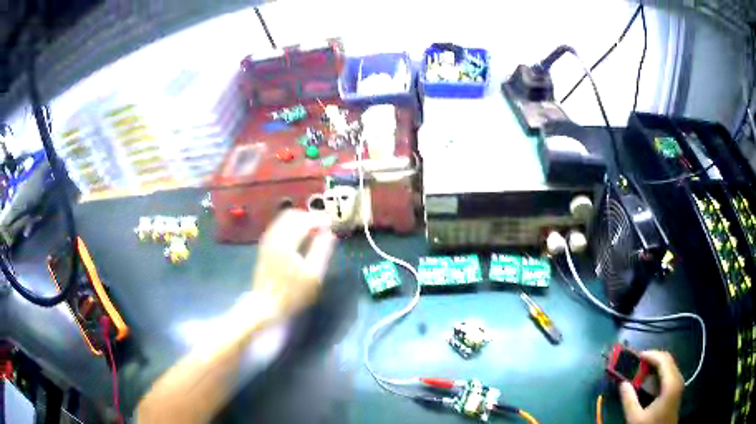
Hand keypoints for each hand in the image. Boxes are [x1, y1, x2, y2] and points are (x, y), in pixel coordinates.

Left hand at [252, 209, 335, 317]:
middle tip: (324, 225)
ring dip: (300, 221)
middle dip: (309, 217)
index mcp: (286, 242)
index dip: (319, 219)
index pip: (304, 220)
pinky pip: (279, 227)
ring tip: (314, 230)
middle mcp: (274, 236)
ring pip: (283, 220)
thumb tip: (330, 233)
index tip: (332, 223)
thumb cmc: (292, 293)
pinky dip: (291, 226)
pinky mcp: (265, 247)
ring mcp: (267, 241)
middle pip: (292, 215)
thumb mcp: (313, 275)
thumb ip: (322, 250)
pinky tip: (300, 237)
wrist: (265, 305)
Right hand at [620, 350, 683, 423]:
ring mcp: (678, 384)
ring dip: (655, 366)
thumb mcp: (635, 418)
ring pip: (668, 366)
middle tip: (636, 363)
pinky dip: (658, 373)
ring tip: (639, 371)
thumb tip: (622, 383)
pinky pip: (669, 374)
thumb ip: (629, 400)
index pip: (663, 359)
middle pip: (667, 360)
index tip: (635, 356)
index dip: (650, 354)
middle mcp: (678, 379)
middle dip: (652, 359)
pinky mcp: (676, 390)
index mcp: (671, 383)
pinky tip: (648, 381)